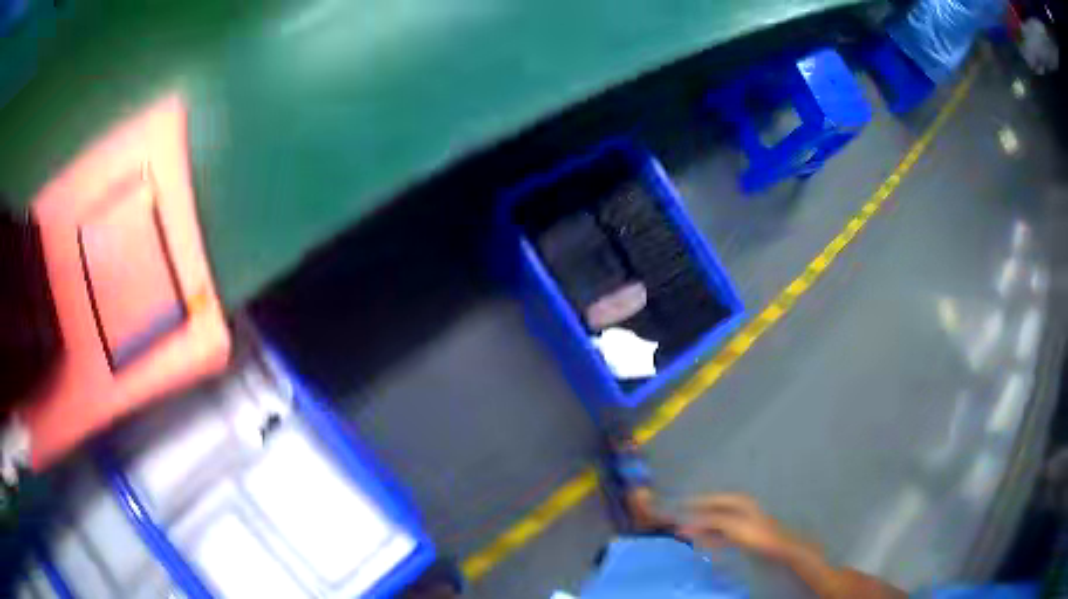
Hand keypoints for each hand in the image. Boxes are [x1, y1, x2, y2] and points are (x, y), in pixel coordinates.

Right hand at [678, 494, 801, 560]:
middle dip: (697, 517)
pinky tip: (704, 543)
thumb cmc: (755, 532)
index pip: (711, 498)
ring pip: (716, 522)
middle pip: (713, 510)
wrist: (777, 546)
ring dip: (703, 529)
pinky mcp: (742, 532)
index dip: (695, 502)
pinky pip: (722, 532)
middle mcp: (739, 506)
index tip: (679, 505)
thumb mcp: (731, 525)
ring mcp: (741, 519)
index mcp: (737, 500)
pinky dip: (712, 536)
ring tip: (689, 536)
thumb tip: (688, 521)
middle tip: (681, 525)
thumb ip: (709, 521)